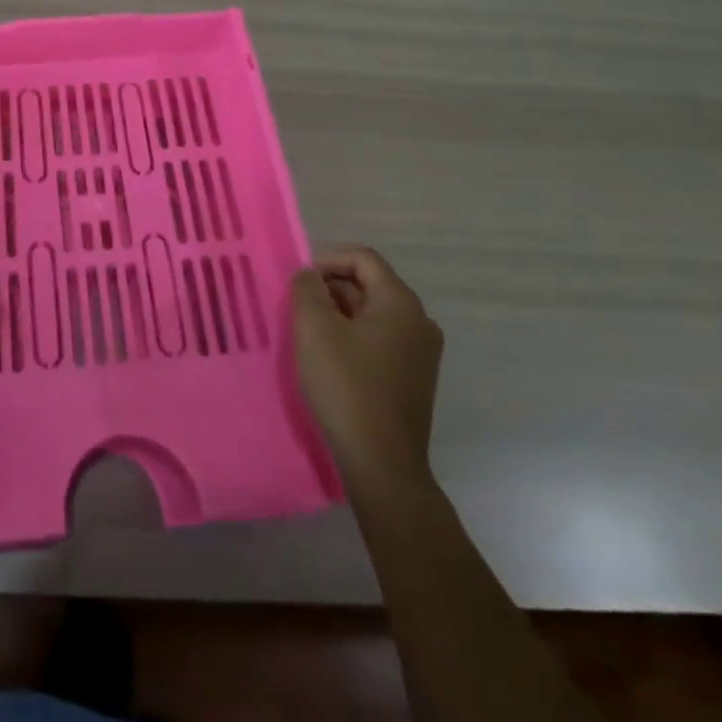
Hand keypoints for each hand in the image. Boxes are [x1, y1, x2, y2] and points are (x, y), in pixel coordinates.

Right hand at [292, 243, 443, 495]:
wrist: (382, 463)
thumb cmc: (347, 386)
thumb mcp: (314, 327)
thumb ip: (307, 288)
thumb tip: (311, 276)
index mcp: (400, 302)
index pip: (362, 258)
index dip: (327, 260)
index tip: (301, 282)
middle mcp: (419, 320)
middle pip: (369, 284)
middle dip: (331, 289)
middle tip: (299, 308)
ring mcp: (421, 352)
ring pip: (373, 314)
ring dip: (340, 314)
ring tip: (310, 334)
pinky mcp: (415, 377)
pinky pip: (381, 339)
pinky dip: (354, 337)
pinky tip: (331, 359)